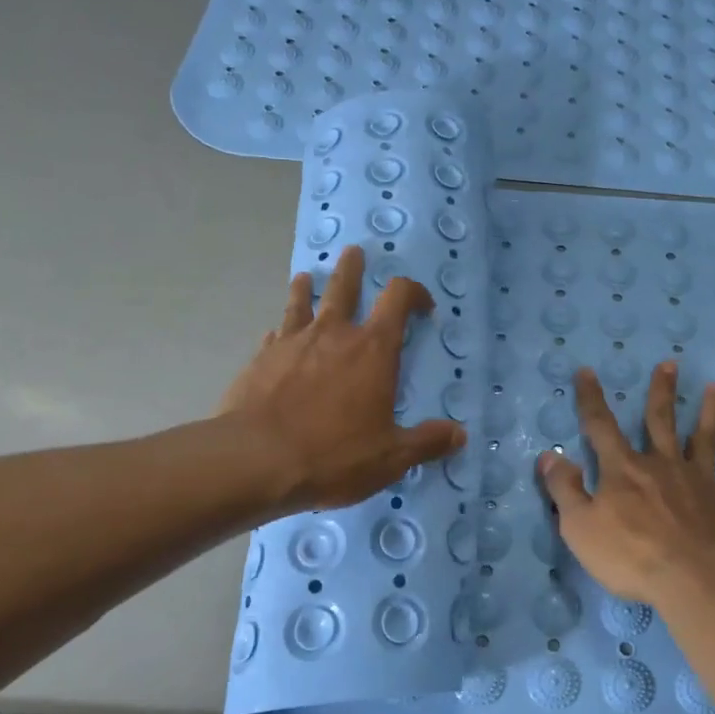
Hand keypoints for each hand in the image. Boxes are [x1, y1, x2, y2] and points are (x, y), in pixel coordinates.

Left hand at [218, 246, 466, 510]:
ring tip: (306, 277)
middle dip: (352, 269)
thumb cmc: (333, 454)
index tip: (422, 305)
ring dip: (307, 288)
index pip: (398, 298)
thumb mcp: (390, 457)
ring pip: (301, 302)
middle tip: (354, 253)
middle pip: (345, 287)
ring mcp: (292, 342)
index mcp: (373, 350)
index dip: (413, 293)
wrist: (255, 460)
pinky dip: (280, 331)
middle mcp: (333, 334)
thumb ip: (426, 442)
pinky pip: (274, 335)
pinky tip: (275, 335)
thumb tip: (459, 435)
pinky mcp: (260, 359)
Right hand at [537, 361, 714, 608]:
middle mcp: (664, 466)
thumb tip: (549, 455)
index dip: (591, 399)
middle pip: (660, 421)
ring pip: (706, 441)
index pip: (601, 426)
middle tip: (669, 364)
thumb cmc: (630, 555)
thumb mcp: (579, 526)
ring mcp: (701, 484)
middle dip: (661, 392)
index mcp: (624, 470)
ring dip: (711, 413)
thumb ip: (563, 489)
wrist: (694, 581)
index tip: (587, 371)